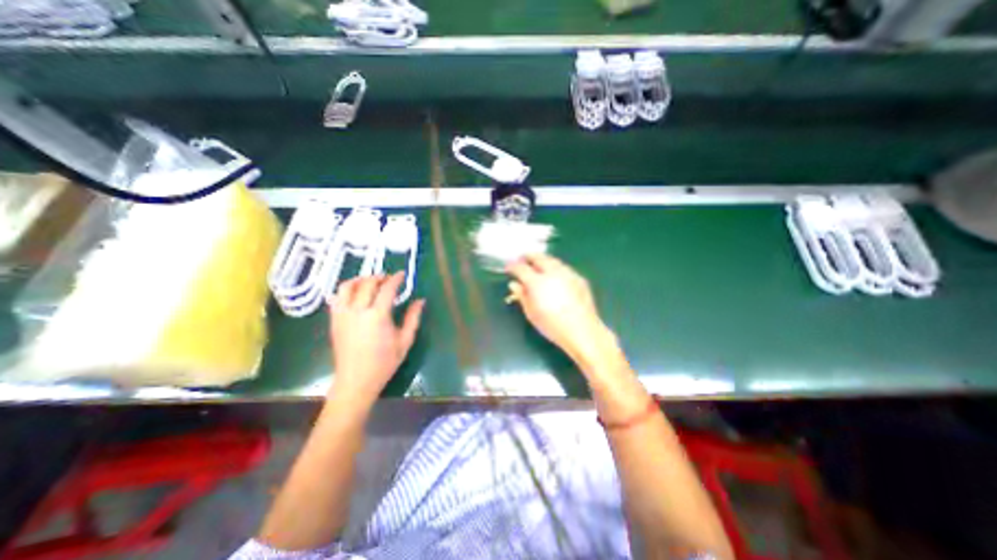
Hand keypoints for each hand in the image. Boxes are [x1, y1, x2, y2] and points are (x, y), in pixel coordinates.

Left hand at [327, 274, 419, 404]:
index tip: (402, 274)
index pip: (387, 289)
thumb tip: (420, 300)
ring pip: (347, 287)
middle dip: (379, 277)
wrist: (356, 381)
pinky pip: (336, 297)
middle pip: (366, 283)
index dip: (395, 279)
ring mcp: (342, 315)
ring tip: (369, 282)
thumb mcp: (405, 340)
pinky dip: (346, 290)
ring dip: (359, 279)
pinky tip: (355, 293)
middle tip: (388, 279)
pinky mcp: (334, 320)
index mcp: (378, 316)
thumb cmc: (385, 362)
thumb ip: (413, 318)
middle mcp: (358, 311)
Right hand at [508, 253, 615, 363]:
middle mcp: (552, 273)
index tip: (508, 268)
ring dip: (542, 260)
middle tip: (522, 259)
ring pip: (552, 260)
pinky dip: (555, 268)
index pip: (521, 268)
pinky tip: (555, 275)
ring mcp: (567, 273)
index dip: (512, 266)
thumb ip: (522, 296)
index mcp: (537, 282)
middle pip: (538, 257)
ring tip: (538, 265)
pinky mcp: (579, 278)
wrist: (583, 331)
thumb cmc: (553, 326)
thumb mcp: (531, 313)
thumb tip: (514, 284)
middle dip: (528, 256)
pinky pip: (563, 268)